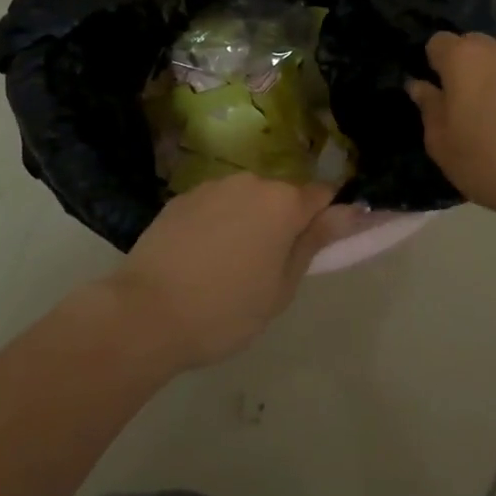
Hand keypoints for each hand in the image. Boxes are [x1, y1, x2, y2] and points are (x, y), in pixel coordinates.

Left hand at [103, 175, 348, 370]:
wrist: (145, 313)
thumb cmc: (225, 309)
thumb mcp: (281, 288)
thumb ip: (315, 243)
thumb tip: (350, 210)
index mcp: (283, 202)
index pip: (322, 195)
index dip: (326, 218)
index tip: (318, 245)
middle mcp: (251, 182)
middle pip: (281, 195)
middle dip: (283, 221)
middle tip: (269, 266)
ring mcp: (212, 186)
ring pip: (246, 198)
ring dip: (249, 220)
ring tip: (229, 264)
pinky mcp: (182, 197)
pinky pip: (215, 204)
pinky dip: (217, 223)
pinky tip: (200, 257)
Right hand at [407, 32, 495, 223]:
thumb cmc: (490, 162)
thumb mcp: (442, 145)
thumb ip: (428, 108)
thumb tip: (420, 86)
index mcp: (462, 59)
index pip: (437, 42)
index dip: (434, 65)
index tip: (437, 94)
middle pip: (471, 46)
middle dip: (464, 68)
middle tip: (463, 107)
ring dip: (494, 79)